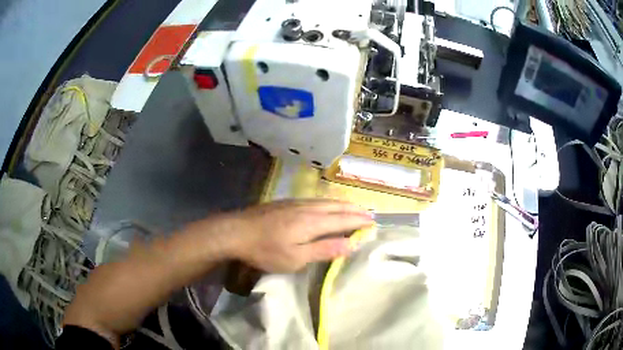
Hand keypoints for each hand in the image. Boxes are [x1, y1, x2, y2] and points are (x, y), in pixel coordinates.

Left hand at [227, 199, 373, 271]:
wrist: (236, 231)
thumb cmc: (266, 250)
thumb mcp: (296, 258)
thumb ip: (324, 249)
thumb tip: (351, 244)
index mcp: (313, 222)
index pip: (344, 219)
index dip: (359, 221)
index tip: (373, 222)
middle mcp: (308, 208)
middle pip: (337, 206)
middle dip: (355, 210)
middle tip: (369, 213)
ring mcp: (295, 203)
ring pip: (326, 200)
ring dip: (343, 204)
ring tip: (353, 207)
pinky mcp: (285, 203)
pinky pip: (315, 200)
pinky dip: (328, 202)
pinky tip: (325, 205)